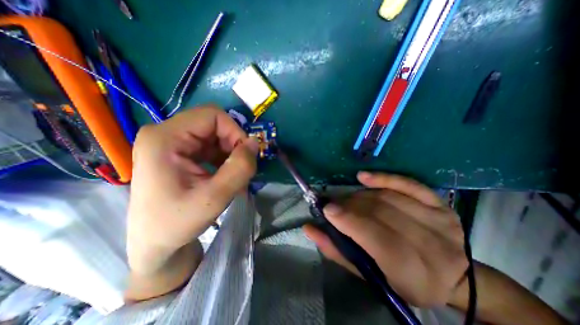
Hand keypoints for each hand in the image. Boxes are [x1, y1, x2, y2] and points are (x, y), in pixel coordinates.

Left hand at [127, 106, 258, 273]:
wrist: (155, 243)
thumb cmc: (177, 223)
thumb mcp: (215, 197)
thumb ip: (239, 168)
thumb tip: (255, 143)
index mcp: (165, 138)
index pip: (212, 115)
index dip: (235, 131)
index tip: (245, 155)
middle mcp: (165, 133)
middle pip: (214, 123)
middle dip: (233, 143)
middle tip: (240, 167)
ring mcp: (171, 142)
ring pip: (214, 134)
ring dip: (230, 151)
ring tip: (233, 174)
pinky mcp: (178, 152)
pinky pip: (210, 144)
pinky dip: (223, 156)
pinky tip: (224, 174)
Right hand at [305, 173, 465, 306]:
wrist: (451, 276)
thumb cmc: (403, 281)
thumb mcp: (369, 275)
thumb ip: (336, 251)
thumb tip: (310, 228)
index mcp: (415, 274)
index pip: (378, 238)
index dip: (350, 220)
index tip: (327, 209)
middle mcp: (433, 246)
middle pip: (381, 212)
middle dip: (350, 205)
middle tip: (334, 204)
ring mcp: (440, 221)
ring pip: (388, 197)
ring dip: (360, 195)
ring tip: (347, 199)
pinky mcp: (440, 204)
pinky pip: (408, 184)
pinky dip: (384, 178)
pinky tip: (364, 177)